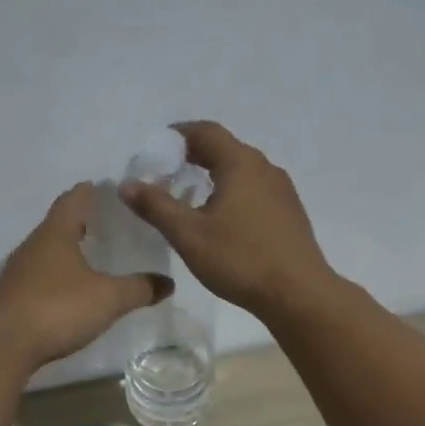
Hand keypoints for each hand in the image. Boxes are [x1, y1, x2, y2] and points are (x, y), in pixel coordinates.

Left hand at [0, 183, 171, 371]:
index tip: (111, 190)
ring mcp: (19, 271)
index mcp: (56, 233)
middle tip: (111, 226)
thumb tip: (168, 283)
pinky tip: (73, 291)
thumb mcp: (108, 299)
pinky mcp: (13, 296)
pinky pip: (41, 276)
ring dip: (70, 250)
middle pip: (60, 223)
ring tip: (96, 258)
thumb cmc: (57, 309)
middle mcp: (34, 245)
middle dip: (84, 222)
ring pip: (49, 251)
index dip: (92, 191)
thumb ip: (140, 288)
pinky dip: (59, 275)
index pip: (74, 198)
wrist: (2, 347)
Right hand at [120, 121, 335, 316]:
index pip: (207, 132)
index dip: (179, 134)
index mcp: (241, 164)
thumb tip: (127, 184)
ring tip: (192, 195)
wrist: (298, 293)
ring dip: (215, 175)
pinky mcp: (290, 213)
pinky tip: (223, 219)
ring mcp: (282, 191)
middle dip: (195, 155)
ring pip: (242, 171)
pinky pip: (255, 190)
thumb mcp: (189, 234)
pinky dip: (233, 192)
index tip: (158, 146)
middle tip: (168, 172)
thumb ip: (156, 206)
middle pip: (226, 149)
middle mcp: (265, 168)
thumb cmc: (240, 259)